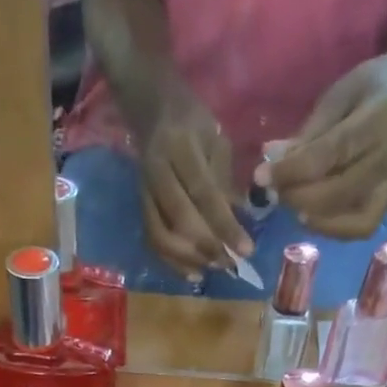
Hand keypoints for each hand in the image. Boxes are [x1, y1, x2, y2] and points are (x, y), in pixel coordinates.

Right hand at [135, 90, 253, 276]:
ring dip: (189, 260)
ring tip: (213, 269)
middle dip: (207, 247)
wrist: (154, 113)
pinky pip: (154, 243)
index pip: (204, 193)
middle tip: (230, 264)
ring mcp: (144, 193)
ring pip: (161, 237)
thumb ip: (226, 180)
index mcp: (181, 148)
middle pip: (180, 219)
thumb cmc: (193, 125)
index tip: (246, 249)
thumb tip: (241, 221)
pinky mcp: (140, 209)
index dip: (225, 225)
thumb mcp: (216, 140)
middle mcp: (157, 172)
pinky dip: (173, 263)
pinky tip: (193, 273)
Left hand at [263, 53, 386, 240]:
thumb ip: (307, 134)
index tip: (261, 177)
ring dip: (310, 214)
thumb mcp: (337, 96)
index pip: (327, 154)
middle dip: (297, 196)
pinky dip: (330, 229)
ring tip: (291, 201)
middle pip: (335, 193)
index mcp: (378, 119)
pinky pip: (358, 229)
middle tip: (274, 192)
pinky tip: (310, 217)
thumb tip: (269, 160)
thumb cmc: (368, 91)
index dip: (290, 171)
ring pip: (346, 217)